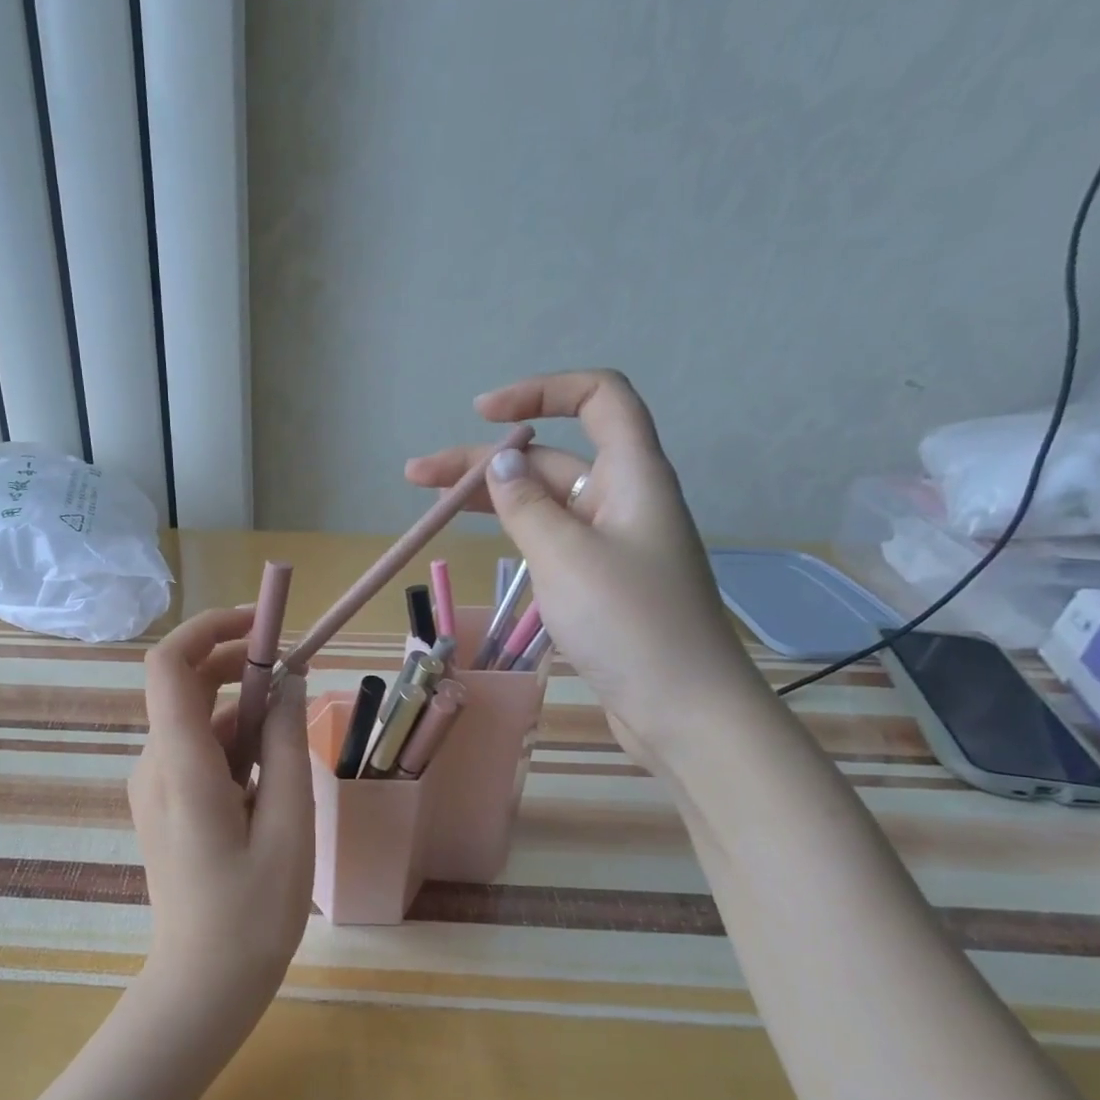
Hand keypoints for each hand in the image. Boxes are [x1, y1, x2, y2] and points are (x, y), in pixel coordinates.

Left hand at [128, 607, 314, 1020]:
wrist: (202, 984)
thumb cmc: (252, 913)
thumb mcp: (288, 824)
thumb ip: (284, 744)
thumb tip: (286, 682)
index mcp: (179, 765)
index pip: (168, 664)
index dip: (210, 628)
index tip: (264, 626)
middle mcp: (153, 764)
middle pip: (184, 686)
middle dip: (239, 668)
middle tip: (295, 680)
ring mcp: (152, 786)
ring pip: (197, 722)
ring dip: (244, 716)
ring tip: (291, 753)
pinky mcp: (162, 803)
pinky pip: (196, 753)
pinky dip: (234, 747)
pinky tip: (268, 785)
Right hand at [405, 370, 765, 766]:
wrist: (682, 708)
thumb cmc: (628, 622)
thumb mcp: (566, 556)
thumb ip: (526, 506)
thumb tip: (501, 463)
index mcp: (631, 476)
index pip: (598, 398)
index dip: (542, 391)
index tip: (482, 414)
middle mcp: (622, 500)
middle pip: (551, 458)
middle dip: (484, 461)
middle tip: (417, 476)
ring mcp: (610, 544)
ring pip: (545, 503)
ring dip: (492, 499)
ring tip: (429, 504)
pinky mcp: (599, 582)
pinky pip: (553, 541)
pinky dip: (516, 533)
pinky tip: (485, 540)